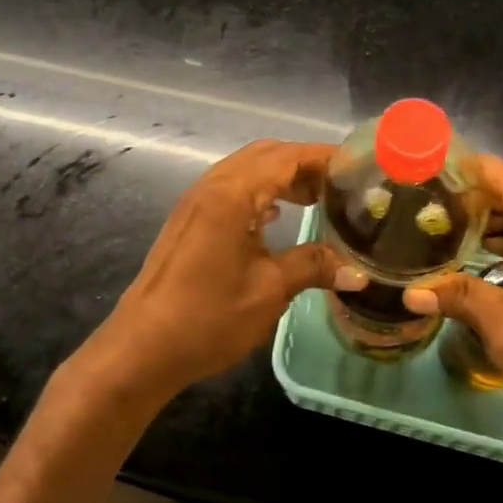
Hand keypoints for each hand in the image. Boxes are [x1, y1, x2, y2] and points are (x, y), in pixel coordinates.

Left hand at [86, 140, 359, 401]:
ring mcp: (196, 200)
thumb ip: (313, 266)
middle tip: (341, 185)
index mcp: (232, 193)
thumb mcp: (269, 291)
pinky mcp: (189, 218)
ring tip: (317, 199)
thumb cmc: (208, 317)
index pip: (286, 157)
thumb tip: (358, 270)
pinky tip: (277, 216)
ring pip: (246, 169)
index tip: (358, 168)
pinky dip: (259, 191)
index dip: (323, 157)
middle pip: (265, 155)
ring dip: (281, 176)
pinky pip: (231, 188)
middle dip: (304, 163)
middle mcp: (212, 185)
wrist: (143, 347)